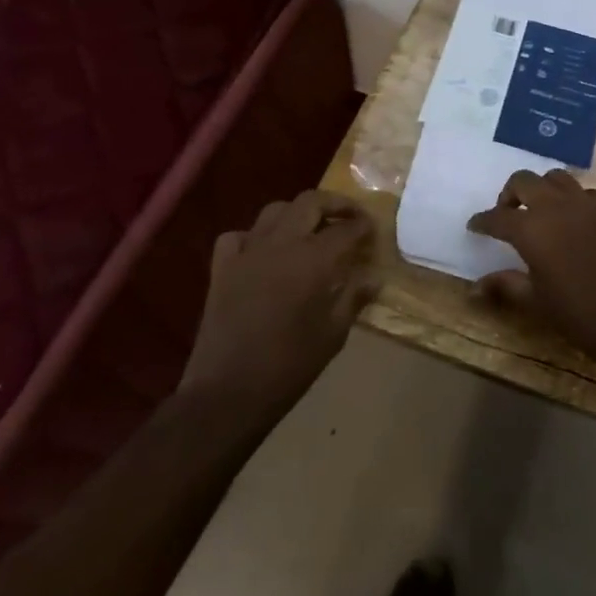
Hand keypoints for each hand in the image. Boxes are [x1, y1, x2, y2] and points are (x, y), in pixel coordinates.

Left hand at [180, 191, 380, 412]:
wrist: (228, 393)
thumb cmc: (289, 366)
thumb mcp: (333, 334)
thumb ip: (354, 297)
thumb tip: (373, 277)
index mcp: (314, 259)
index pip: (347, 228)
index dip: (364, 226)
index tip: (373, 231)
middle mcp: (281, 244)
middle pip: (311, 202)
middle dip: (336, 205)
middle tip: (350, 218)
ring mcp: (248, 252)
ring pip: (276, 210)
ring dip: (298, 213)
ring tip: (311, 229)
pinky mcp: (222, 268)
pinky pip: (239, 236)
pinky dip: (254, 236)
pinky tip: (264, 252)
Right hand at [468, 170, 595, 365]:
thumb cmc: (578, 313)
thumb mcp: (535, 301)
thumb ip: (505, 286)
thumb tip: (474, 288)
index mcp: (531, 228)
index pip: (497, 217)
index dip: (483, 221)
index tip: (475, 225)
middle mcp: (556, 205)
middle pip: (524, 180)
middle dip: (510, 193)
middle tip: (509, 213)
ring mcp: (588, 202)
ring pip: (557, 178)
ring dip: (543, 189)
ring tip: (542, 211)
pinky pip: (586, 193)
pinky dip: (574, 201)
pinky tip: (577, 222)